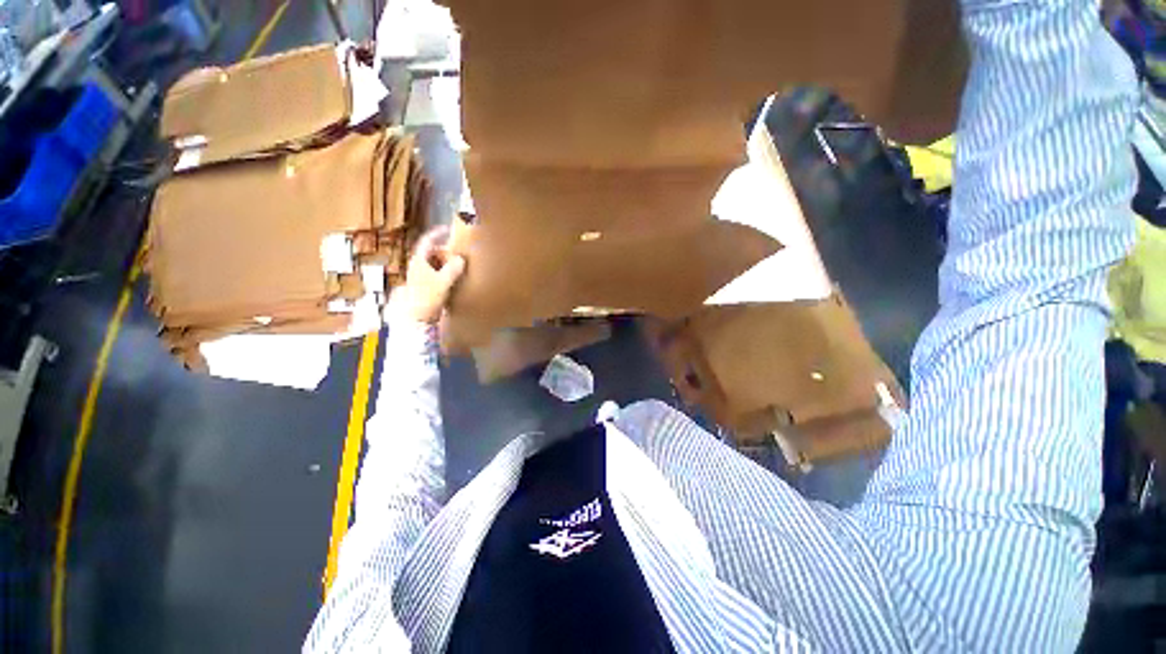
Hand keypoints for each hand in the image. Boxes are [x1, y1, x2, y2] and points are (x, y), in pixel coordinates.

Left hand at [396, 226, 465, 324]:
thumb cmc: (426, 298)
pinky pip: (438, 274)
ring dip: (448, 263)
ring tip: (461, 266)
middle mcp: (418, 266)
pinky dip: (447, 273)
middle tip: (461, 254)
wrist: (416, 318)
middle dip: (447, 251)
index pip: (427, 241)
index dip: (437, 233)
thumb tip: (461, 259)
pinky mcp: (426, 286)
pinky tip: (456, 279)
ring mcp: (421, 276)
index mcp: (419, 260)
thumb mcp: (442, 282)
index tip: (449, 229)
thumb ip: (453, 269)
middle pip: (433, 252)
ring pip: (436, 263)